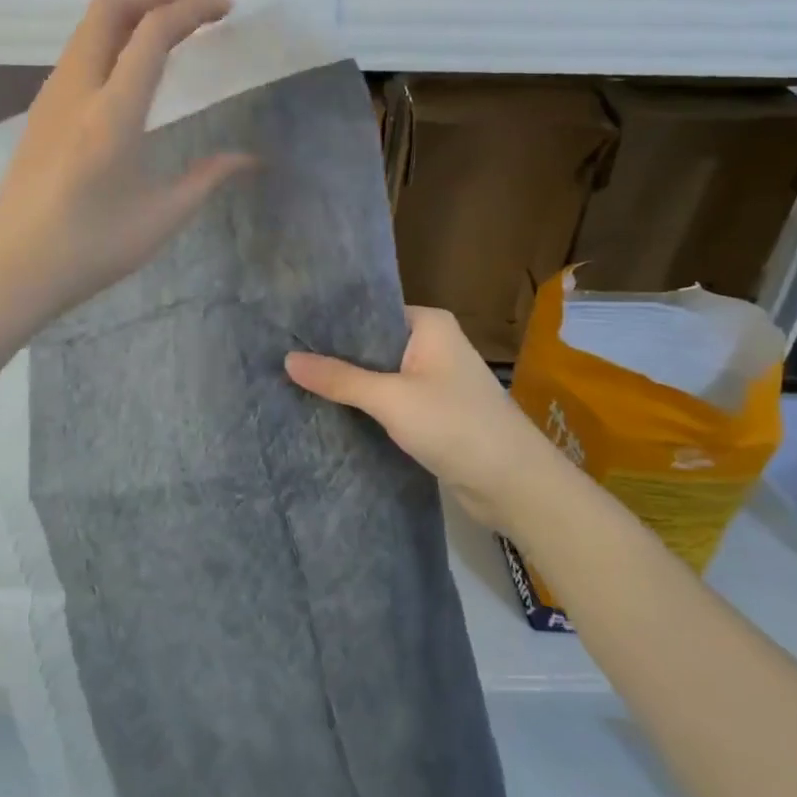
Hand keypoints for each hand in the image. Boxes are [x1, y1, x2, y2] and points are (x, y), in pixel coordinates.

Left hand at [0, 0, 252, 322]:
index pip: (154, 32)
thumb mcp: (162, 217)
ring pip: (87, 27)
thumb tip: (251, 160)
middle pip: (109, 7)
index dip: (194, 10)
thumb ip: (208, 178)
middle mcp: (77, 89)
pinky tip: (129, 70)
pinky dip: (109, 39)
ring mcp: (50, 98)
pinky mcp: (39, 113)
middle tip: (194, 4)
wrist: (14, 270)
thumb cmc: (92, 249)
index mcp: (112, 112)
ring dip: (129, 13)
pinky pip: (76, 53)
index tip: (225, 9)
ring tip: (167, 30)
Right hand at [285, 306, 551, 532]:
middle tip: (283, 360)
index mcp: (429, 324)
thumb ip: (339, 378)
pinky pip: (391, 400)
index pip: (370, 312)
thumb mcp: (390, 399)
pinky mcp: (434, 412)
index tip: (288, 332)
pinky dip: (366, 405)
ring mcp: (435, 379)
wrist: (513, 484)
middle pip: (372, 344)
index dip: (331, 323)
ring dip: (349, 384)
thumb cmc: (455, 425)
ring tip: (296, 384)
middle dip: (335, 356)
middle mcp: (433, 344)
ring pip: (380, 374)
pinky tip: (331, 411)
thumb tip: (287, 360)